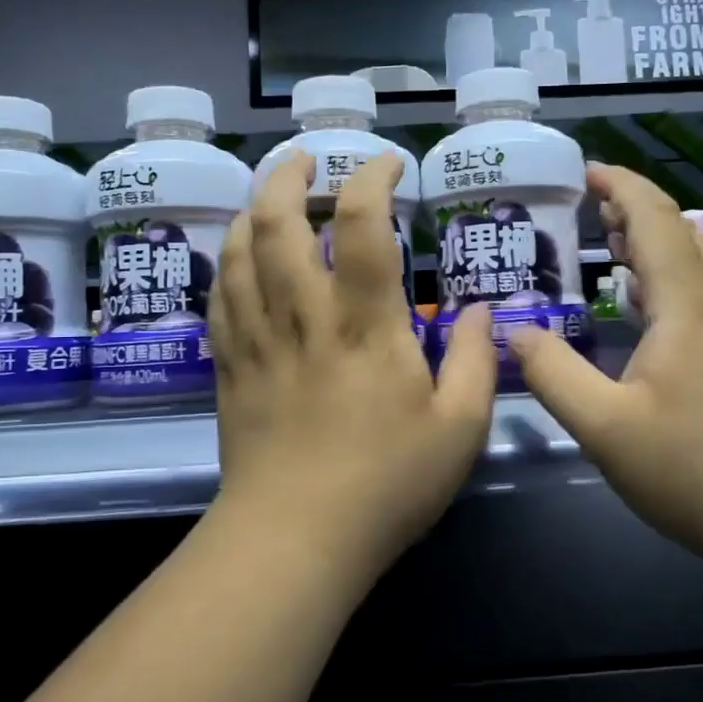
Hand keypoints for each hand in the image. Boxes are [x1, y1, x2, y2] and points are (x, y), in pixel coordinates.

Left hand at [206, 152, 496, 584]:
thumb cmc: (386, 485)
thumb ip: (477, 362)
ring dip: (252, 208)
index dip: (372, 178)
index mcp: (364, 325)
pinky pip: (218, 295)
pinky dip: (227, 260)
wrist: (293, 541)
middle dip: (289, 175)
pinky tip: (239, 256)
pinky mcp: (229, 366)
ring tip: (272, 195)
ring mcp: (257, 339)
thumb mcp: (459, 429)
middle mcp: (303, 316)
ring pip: (238, 250)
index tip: (388, 166)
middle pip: (277, 221)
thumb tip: (484, 311)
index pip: (361, 223)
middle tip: (309, 160)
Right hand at [509, 165, 702, 564]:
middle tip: (592, 214)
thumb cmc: (695, 467)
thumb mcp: (604, 427)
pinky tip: (659, 313)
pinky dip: (678, 278)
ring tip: (618, 253)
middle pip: (682, 231)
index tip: (586, 172)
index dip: (619, 186)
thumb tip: (514, 331)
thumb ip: (552, 373)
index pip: (653, 217)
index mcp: (689, 301)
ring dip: (659, 245)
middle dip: (635, 212)